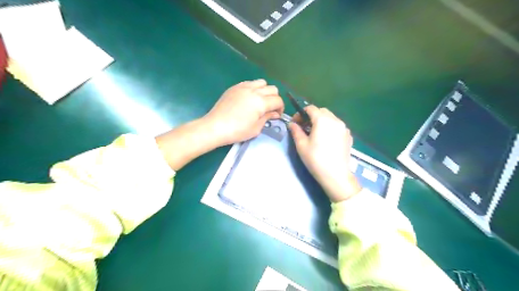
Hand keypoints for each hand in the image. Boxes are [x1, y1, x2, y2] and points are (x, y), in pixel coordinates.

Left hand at [154, 79, 282, 171]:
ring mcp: (243, 87)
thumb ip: (267, 118)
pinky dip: (254, 88)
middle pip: (272, 89)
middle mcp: (254, 91)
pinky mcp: (235, 87)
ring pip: (262, 82)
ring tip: (260, 101)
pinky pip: (249, 82)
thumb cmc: (237, 131)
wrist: (215, 127)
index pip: (278, 100)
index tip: (277, 115)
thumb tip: (275, 113)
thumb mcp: (256, 128)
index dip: (281, 108)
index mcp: (261, 102)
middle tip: (270, 109)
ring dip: (265, 91)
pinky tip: (249, 98)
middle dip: (275, 99)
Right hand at [288, 105, 361, 201]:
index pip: (311, 108)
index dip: (301, 113)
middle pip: (322, 111)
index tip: (296, 122)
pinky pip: (337, 126)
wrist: (335, 175)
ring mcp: (344, 128)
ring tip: (315, 133)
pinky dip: (330, 128)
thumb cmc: (315, 159)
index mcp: (322, 120)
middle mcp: (335, 120)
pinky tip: (326, 139)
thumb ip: (296, 131)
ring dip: (321, 121)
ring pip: (331, 118)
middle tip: (304, 127)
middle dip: (311, 116)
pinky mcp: (349, 136)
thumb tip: (292, 124)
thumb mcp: (301, 145)